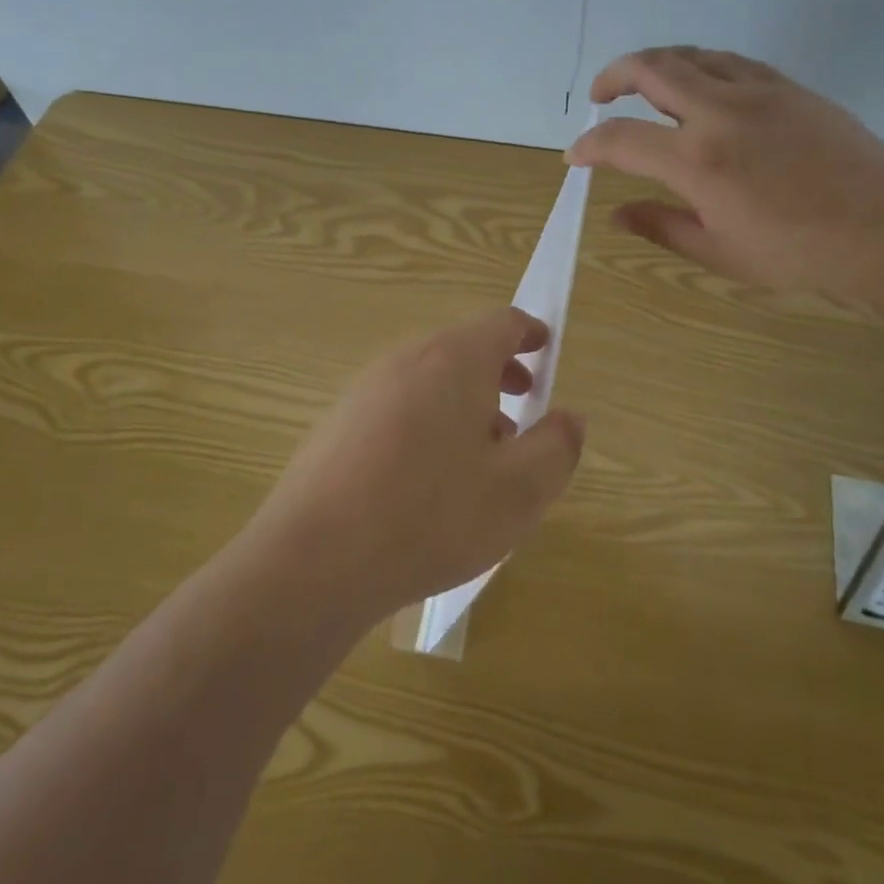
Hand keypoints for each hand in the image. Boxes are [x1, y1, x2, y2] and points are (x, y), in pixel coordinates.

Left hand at [240, 307, 585, 627]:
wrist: (313, 561)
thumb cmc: (430, 517)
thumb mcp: (518, 492)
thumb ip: (557, 448)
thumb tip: (570, 418)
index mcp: (454, 360)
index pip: (501, 323)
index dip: (529, 333)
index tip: (545, 349)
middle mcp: (407, 359)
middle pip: (463, 348)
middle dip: (498, 372)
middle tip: (521, 405)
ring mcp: (364, 389)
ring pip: (429, 379)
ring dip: (463, 401)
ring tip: (480, 454)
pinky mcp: (336, 422)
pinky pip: (397, 405)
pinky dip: (426, 421)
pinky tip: (426, 479)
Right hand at [566, 47, 883, 312]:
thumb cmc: (801, 254)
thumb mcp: (721, 253)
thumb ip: (662, 226)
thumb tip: (617, 214)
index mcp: (698, 160)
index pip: (622, 140)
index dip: (590, 147)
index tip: (576, 157)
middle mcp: (721, 112)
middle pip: (651, 69)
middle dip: (614, 76)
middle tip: (600, 96)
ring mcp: (759, 91)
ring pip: (692, 55)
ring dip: (657, 63)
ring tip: (644, 84)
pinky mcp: (789, 87)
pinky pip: (731, 62)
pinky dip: (701, 66)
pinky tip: (701, 87)